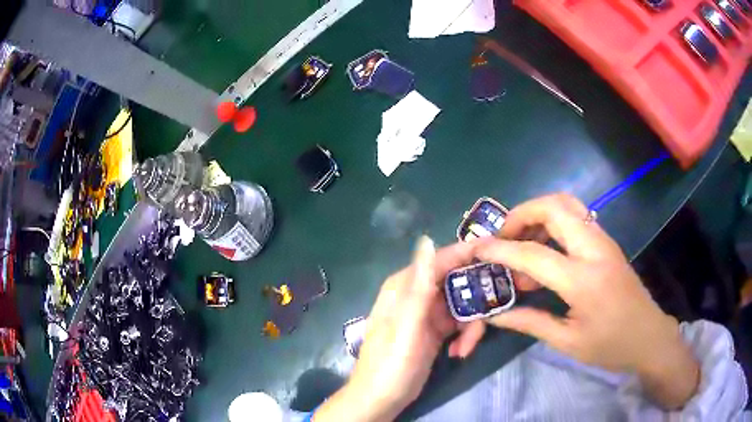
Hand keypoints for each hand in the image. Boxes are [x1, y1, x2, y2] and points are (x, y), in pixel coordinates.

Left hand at [314, 237, 485, 421]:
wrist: (381, 400)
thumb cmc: (391, 363)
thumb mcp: (408, 325)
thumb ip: (420, 285)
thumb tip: (428, 239)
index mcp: (406, 285)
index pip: (443, 259)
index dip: (470, 254)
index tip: (501, 253)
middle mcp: (418, 294)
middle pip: (459, 282)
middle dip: (477, 300)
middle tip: (492, 315)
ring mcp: (428, 314)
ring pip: (464, 305)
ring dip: (471, 326)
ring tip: (465, 348)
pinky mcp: (436, 331)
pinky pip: (461, 324)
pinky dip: (465, 337)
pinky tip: (459, 353)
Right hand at [474, 194, 698, 408]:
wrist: (649, 335)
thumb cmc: (610, 345)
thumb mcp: (567, 342)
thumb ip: (530, 322)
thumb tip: (495, 313)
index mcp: (583, 280)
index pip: (534, 254)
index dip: (501, 249)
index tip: (477, 248)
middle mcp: (594, 249)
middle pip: (554, 206)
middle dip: (521, 213)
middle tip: (502, 237)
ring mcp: (603, 240)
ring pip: (566, 204)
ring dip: (537, 213)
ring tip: (520, 241)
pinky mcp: (606, 242)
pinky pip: (575, 217)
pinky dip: (552, 221)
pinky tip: (544, 248)